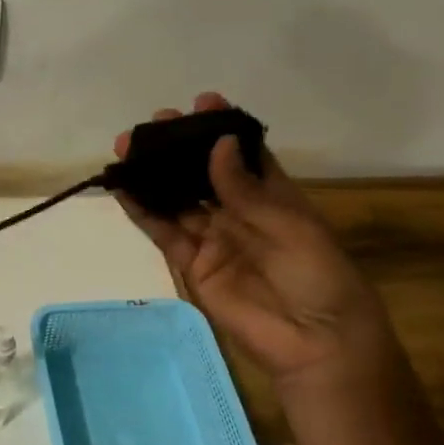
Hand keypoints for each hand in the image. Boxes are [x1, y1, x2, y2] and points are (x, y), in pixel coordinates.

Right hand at [113, 93, 392, 392]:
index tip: (201, 101)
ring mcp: (213, 238)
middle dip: (178, 148)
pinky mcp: (192, 264)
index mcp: (275, 198)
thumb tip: (217, 145)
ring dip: (153, 175)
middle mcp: (239, 213)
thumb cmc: (320, 277)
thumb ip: (247, 191)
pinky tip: (124, 189)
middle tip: (153, 123)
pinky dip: (143, 211)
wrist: (314, 343)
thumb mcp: (291, 227)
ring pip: (176, 199)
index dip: (222, 129)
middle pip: (201, 173)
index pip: (244, 154)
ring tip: (126, 149)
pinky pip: (163, 232)